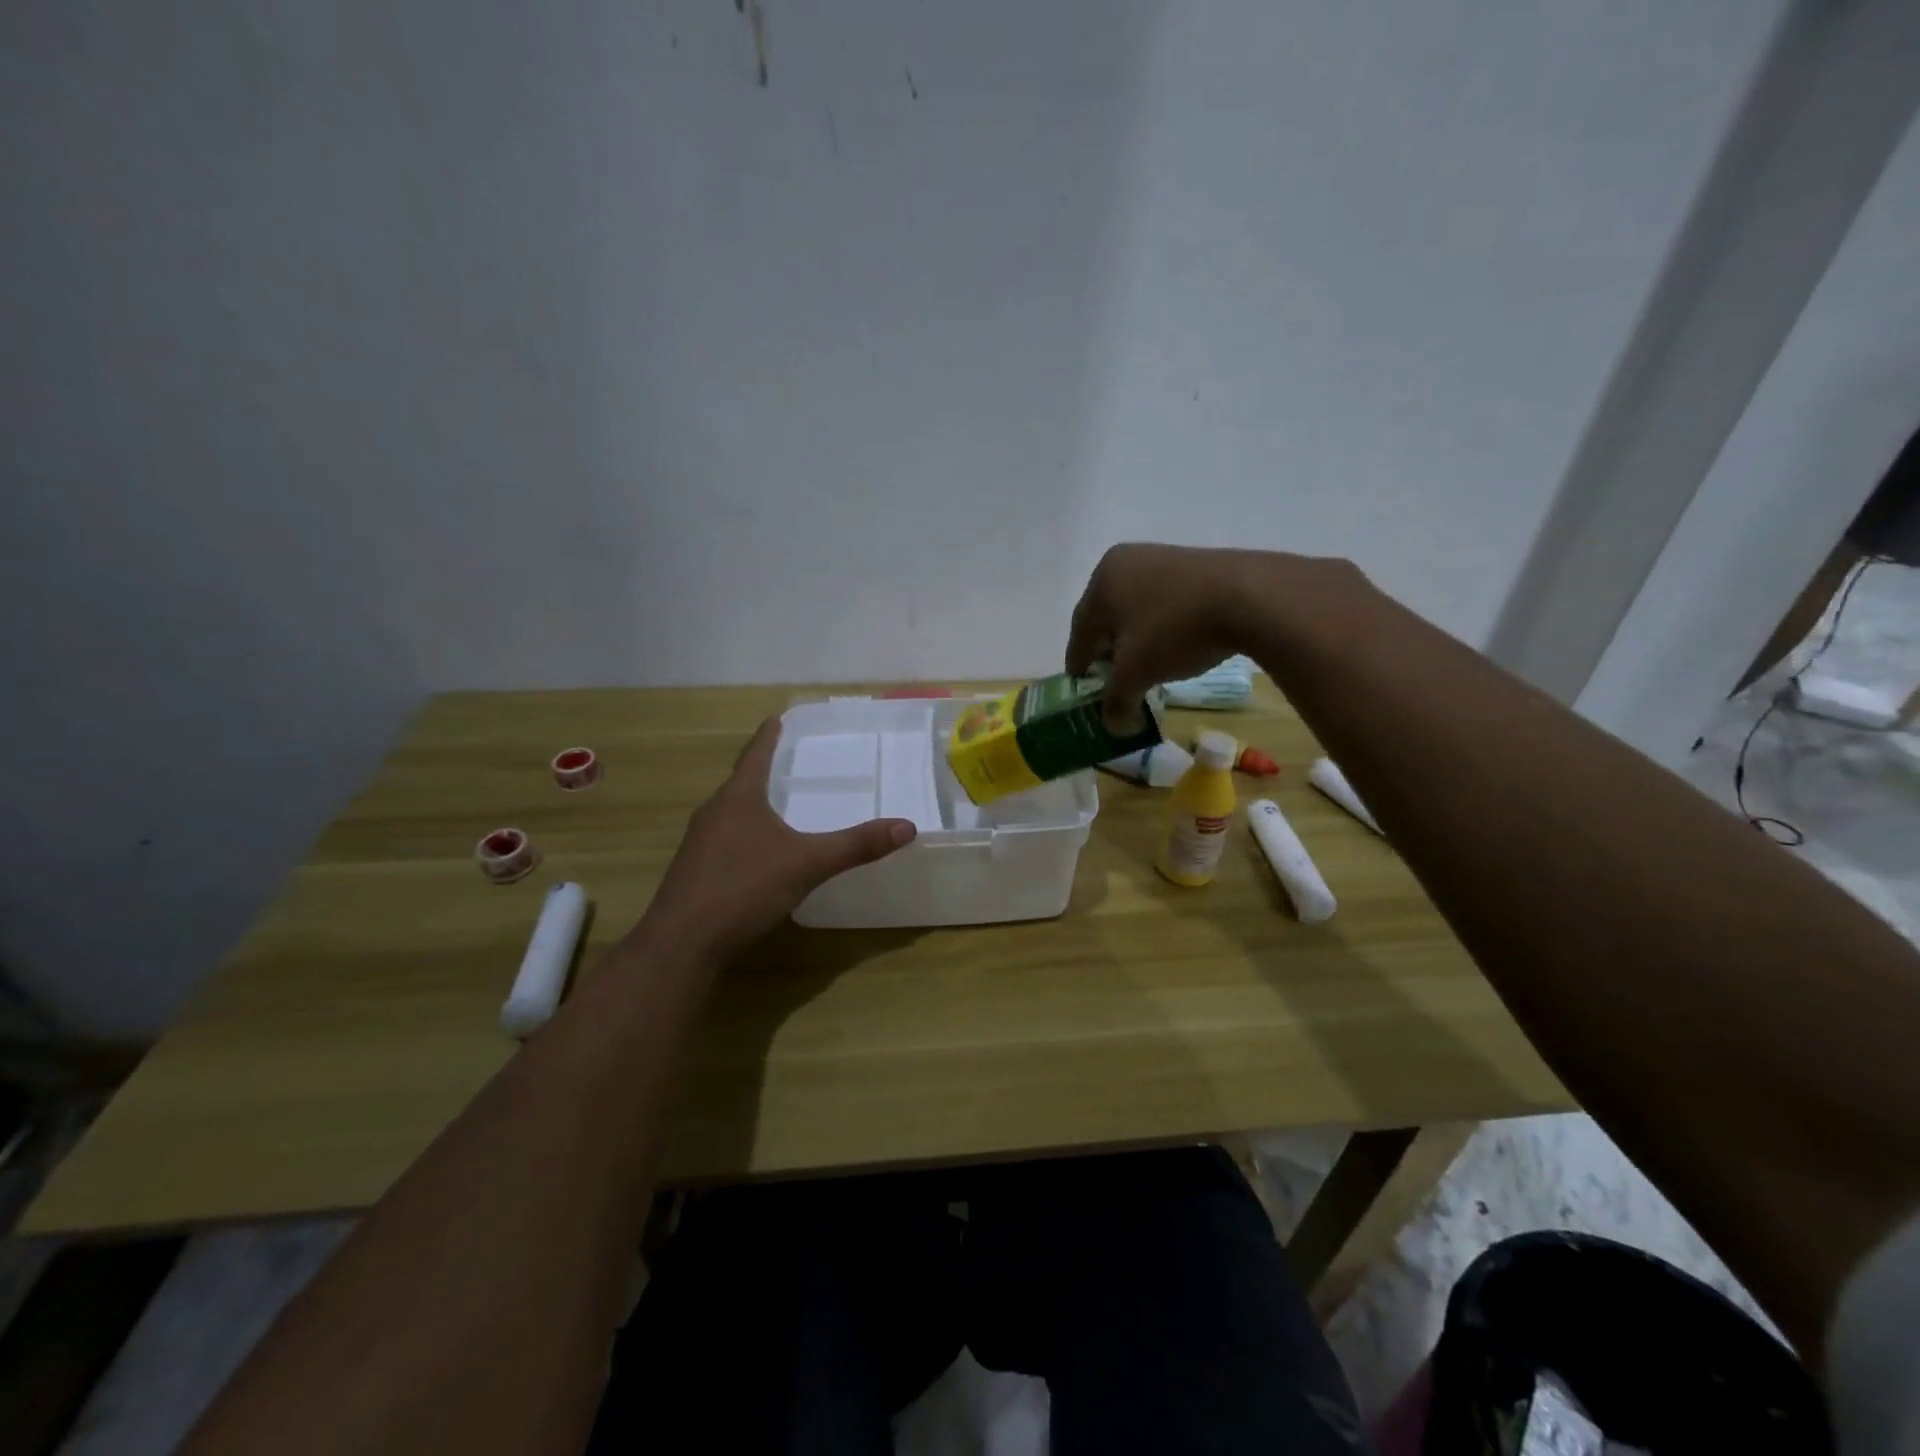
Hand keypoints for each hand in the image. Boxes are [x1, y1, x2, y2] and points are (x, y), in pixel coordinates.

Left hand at [639, 718, 915, 961]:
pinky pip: (724, 839)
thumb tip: (907, 826)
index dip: (768, 736)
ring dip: (752, 805)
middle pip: (741, 783)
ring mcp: (699, 842)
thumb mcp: (808, 864)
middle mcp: (714, 812)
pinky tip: (757, 854)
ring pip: (730, 813)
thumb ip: (856, 846)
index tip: (776, 717)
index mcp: (739, 798)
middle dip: (763, 772)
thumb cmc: (744, 888)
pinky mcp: (693, 870)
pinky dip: (744, 835)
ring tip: (776, 806)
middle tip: (787, 763)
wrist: (683, 942)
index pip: (755, 755)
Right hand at [1065, 544, 1281, 727]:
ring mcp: (1162, 558)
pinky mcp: (1194, 564)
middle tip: (1115, 682)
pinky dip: (1162, 626)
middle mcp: (1125, 561)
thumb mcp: (1138, 672)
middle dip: (1108, 652)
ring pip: (1136, 610)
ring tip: (1147, 667)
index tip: (1083, 691)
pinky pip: (1164, 602)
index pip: (1079, 632)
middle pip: (1106, 618)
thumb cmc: (1175, 629)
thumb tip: (1112, 725)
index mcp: (1101, 580)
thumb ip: (1117, 700)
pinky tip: (1175, 645)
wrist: (1251, 596)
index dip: (1080, 667)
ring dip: (1136, 640)